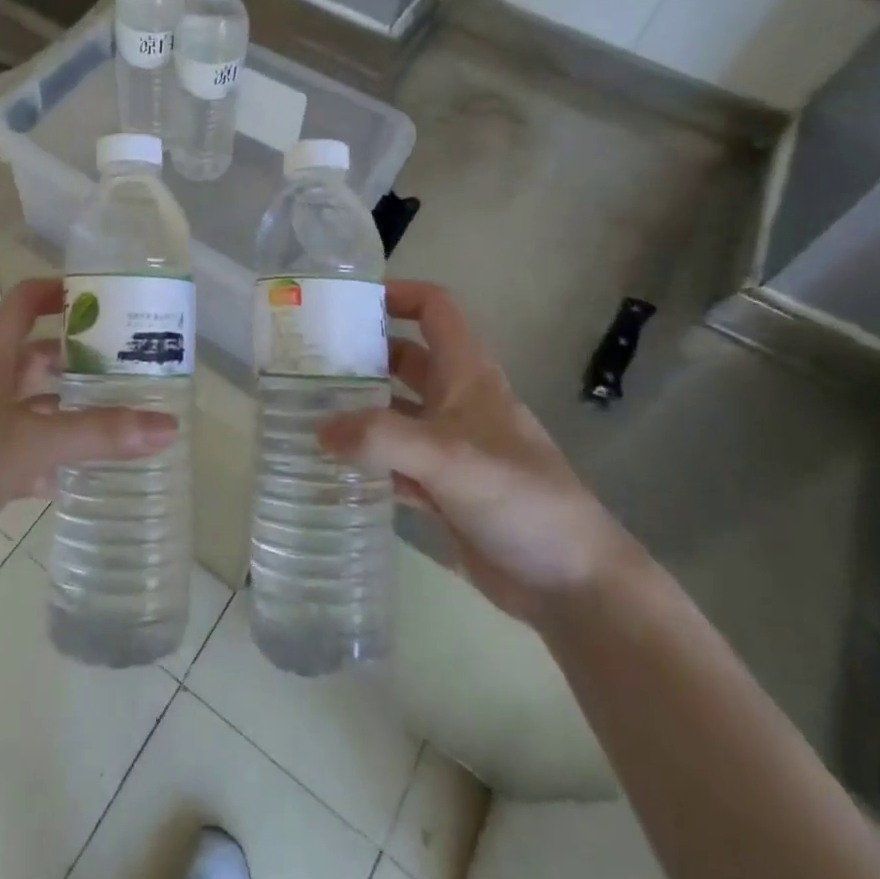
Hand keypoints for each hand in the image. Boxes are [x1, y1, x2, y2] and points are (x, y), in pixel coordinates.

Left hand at [0, 278, 177, 605]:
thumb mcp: (33, 441)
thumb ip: (100, 432)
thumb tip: (169, 426)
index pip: (24, 302)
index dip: (60, 291)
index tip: (109, 297)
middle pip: (36, 353)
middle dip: (80, 354)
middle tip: (132, 359)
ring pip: (36, 404)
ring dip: (73, 404)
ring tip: (124, 408)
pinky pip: (30, 449)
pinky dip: (59, 453)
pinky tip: (92, 466)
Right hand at [319, 281, 633, 625]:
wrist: (573, 584)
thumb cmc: (518, 498)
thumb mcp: (447, 457)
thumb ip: (379, 438)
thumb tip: (319, 429)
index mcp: (467, 375)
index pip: (434, 310)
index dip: (397, 294)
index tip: (348, 304)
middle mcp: (457, 401)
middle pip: (404, 359)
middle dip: (362, 354)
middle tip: (307, 361)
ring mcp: (450, 448)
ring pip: (395, 413)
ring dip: (358, 409)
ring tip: (306, 409)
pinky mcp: (444, 490)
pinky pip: (395, 462)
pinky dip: (367, 459)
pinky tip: (331, 465)